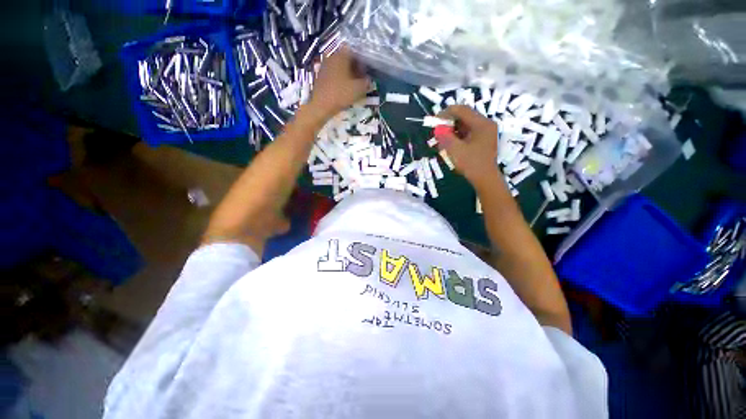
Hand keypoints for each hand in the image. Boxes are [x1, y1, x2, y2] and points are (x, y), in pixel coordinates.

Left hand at [308, 47, 370, 120]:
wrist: (321, 105)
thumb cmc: (341, 94)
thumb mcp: (358, 89)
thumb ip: (366, 82)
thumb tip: (369, 80)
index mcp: (341, 54)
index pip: (355, 52)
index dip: (362, 61)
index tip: (366, 72)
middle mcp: (332, 56)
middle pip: (347, 58)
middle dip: (355, 68)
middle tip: (361, 79)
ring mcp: (325, 65)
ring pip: (340, 66)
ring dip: (347, 73)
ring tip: (353, 85)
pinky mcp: (321, 75)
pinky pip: (334, 73)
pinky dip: (340, 78)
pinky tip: (344, 89)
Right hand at [435, 105, 500, 188]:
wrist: (485, 179)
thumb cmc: (471, 164)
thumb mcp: (455, 150)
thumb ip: (445, 136)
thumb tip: (437, 128)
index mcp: (481, 124)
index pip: (462, 110)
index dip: (446, 113)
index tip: (435, 121)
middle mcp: (485, 124)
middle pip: (464, 116)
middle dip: (449, 122)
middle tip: (437, 131)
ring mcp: (485, 132)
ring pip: (465, 124)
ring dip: (452, 129)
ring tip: (442, 139)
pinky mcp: (482, 140)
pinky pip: (467, 132)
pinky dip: (457, 135)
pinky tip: (450, 144)